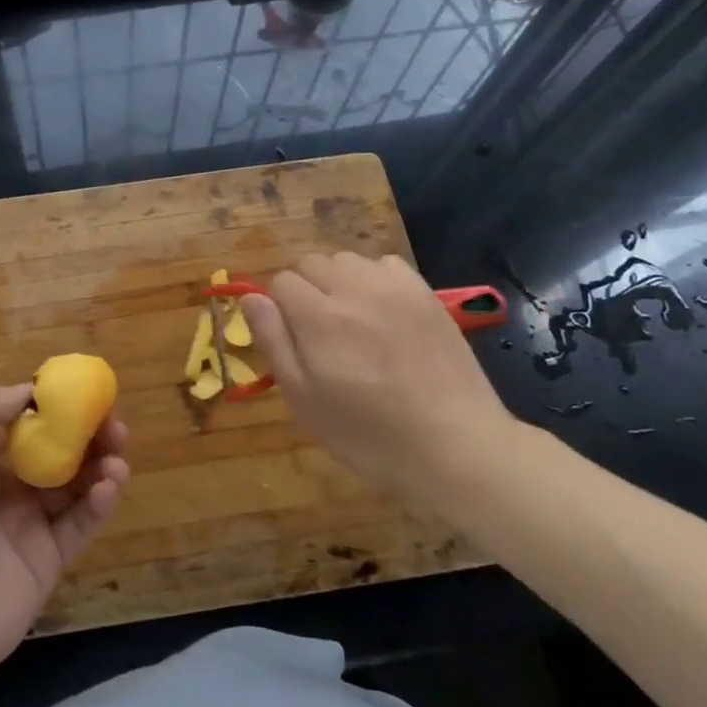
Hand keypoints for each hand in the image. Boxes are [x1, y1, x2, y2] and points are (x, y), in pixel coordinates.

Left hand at [0, 383, 129, 706]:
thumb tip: (30, 389)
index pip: (25, 421)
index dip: (58, 407)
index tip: (89, 395)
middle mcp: (2, 487)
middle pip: (56, 452)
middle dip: (88, 436)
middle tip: (115, 428)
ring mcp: (24, 527)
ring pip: (73, 487)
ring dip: (99, 467)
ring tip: (117, 458)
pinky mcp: (44, 564)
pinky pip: (78, 526)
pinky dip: (98, 504)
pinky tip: (108, 488)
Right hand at [243, 253, 517, 494]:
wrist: (455, 446)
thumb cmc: (368, 434)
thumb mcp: (304, 399)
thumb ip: (274, 341)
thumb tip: (251, 297)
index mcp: (318, 317)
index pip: (280, 282)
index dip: (278, 308)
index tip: (292, 339)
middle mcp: (354, 289)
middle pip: (312, 263)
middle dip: (305, 290)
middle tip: (319, 333)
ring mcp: (394, 288)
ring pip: (347, 260)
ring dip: (339, 281)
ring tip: (351, 321)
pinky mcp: (426, 294)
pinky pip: (386, 264)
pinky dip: (375, 279)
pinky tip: (383, 312)